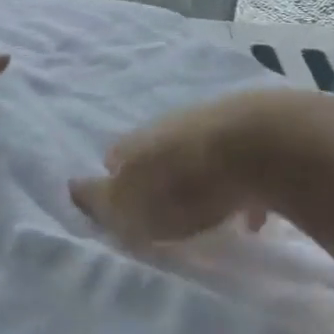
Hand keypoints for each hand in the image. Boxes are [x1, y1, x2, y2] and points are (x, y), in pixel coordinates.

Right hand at [70, 89, 288, 242]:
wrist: (262, 144)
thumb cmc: (187, 184)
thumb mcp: (132, 206)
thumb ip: (102, 201)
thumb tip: (71, 188)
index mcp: (138, 142)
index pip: (117, 155)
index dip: (117, 179)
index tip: (123, 203)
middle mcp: (171, 125)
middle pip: (159, 150)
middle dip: (159, 175)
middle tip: (166, 206)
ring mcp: (214, 123)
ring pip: (199, 152)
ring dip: (200, 178)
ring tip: (210, 210)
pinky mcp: (256, 130)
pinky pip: (241, 162)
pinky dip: (241, 185)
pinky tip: (253, 211)